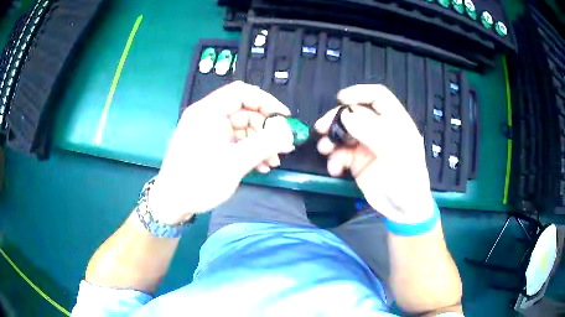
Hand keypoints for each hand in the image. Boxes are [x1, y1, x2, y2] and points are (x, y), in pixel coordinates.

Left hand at [149, 81, 294, 223]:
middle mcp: (207, 116)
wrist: (172, 203)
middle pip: (244, 112)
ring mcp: (208, 131)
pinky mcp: (210, 144)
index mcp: (207, 112)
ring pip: (242, 128)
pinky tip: (260, 166)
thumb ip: (264, 145)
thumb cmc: (198, 181)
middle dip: (265, 129)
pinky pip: (235, 141)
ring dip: (260, 143)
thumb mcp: (234, 164)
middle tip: (282, 147)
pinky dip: (249, 150)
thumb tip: (288, 134)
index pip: (242, 93)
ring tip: (272, 162)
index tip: (284, 118)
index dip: (266, 101)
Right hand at [315, 84, 433, 223]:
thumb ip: (372, 132)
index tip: (341, 99)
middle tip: (322, 128)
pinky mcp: (357, 162)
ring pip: (344, 132)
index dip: (360, 93)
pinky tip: (334, 169)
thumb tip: (345, 115)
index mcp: (395, 122)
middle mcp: (380, 130)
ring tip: (323, 149)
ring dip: (331, 139)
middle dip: (337, 119)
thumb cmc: (407, 181)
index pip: (378, 97)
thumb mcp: (394, 155)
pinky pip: (340, 154)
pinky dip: (334, 159)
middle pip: (355, 113)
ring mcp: (367, 145)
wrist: (403, 211)